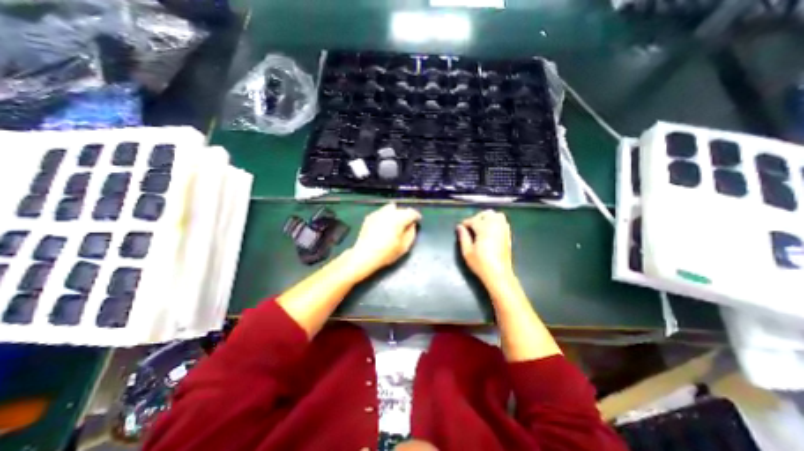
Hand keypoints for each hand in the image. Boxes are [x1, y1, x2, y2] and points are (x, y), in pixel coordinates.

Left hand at [343, 204, 420, 281]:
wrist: (364, 255)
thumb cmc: (386, 252)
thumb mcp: (404, 246)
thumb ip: (411, 233)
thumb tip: (412, 225)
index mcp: (399, 219)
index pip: (411, 212)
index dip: (416, 216)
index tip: (418, 220)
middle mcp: (389, 213)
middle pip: (401, 209)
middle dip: (406, 215)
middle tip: (406, 224)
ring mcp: (378, 213)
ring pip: (391, 208)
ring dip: (395, 213)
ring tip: (395, 223)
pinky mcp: (370, 217)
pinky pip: (381, 212)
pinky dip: (386, 216)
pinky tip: (384, 225)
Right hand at [458, 210, 513, 285]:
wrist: (499, 274)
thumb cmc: (481, 264)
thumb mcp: (467, 251)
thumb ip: (463, 237)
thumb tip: (459, 227)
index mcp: (484, 229)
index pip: (473, 220)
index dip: (466, 223)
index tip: (461, 228)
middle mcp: (495, 226)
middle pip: (487, 214)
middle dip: (477, 217)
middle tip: (471, 227)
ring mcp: (503, 230)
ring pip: (497, 215)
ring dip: (488, 218)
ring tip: (481, 226)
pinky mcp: (508, 235)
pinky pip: (503, 222)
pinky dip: (496, 222)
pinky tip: (490, 231)